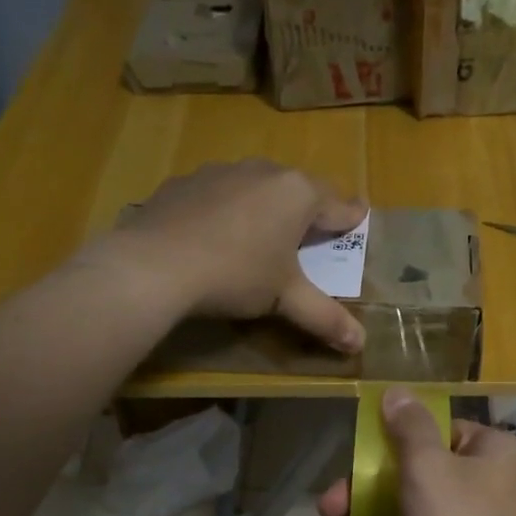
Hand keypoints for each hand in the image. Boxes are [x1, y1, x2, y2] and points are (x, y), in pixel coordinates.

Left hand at [108, 159, 367, 352]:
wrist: (156, 265)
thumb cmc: (236, 275)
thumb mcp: (285, 299)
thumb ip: (324, 317)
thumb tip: (360, 344)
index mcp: (296, 193)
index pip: (335, 204)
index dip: (349, 216)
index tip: (359, 216)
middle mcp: (262, 171)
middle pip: (295, 189)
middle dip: (306, 208)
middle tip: (311, 228)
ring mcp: (219, 172)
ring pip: (254, 186)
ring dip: (264, 205)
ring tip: (262, 231)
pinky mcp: (183, 183)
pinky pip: (216, 194)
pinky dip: (225, 210)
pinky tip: (215, 234)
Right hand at [314, 387, 515, 515]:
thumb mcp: (427, 468)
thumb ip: (409, 427)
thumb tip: (397, 391)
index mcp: (494, 450)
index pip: (440, 430)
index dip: (394, 441)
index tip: (358, 459)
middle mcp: (496, 482)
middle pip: (420, 472)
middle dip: (365, 488)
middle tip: (326, 506)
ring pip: (418, 508)